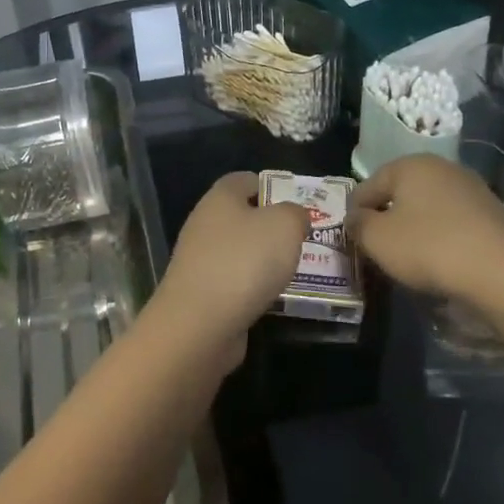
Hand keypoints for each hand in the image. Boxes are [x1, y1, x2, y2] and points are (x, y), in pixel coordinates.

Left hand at [147, 172, 306, 371]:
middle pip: (243, 216)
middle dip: (272, 227)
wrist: (200, 324)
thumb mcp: (285, 225)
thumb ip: (295, 213)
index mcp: (220, 197)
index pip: (246, 179)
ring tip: (295, 271)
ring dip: (264, 260)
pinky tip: (273, 298)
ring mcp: (199, 259)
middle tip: (304, 240)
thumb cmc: (244, 261)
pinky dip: (253, 287)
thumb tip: (295, 216)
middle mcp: (204, 223)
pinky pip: (234, 281)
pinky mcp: (200, 293)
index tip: (298, 204)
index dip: (272, 187)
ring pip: (239, 251)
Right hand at [347, 155, 503, 301]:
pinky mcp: (492, 213)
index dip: (355, 215)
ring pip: (427, 208)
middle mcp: (441, 167)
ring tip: (410, 260)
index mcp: (410, 164)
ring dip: (414, 229)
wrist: (503, 273)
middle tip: (379, 250)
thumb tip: (355, 218)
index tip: (354, 242)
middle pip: (399, 194)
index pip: (367, 187)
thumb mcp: (377, 239)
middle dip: (386, 219)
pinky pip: (452, 222)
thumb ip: (358, 225)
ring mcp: (470, 188)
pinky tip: (441, 261)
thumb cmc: (429, 248)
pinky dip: (441, 238)